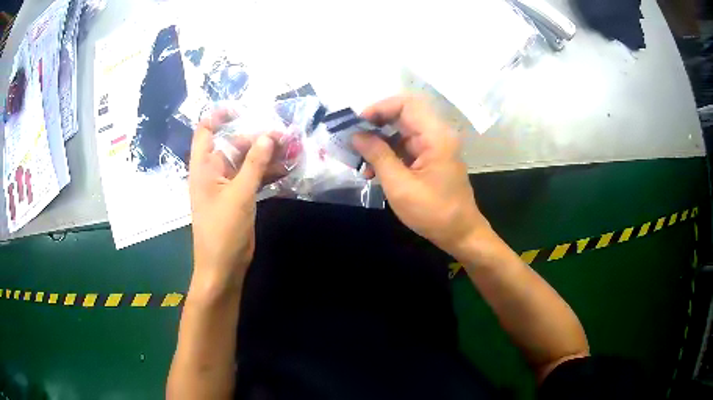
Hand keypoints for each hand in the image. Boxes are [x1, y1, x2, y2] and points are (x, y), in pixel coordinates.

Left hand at [188, 111, 274, 294]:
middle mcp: (213, 172)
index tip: (243, 110)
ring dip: (267, 156)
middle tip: (285, 138)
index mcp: (204, 167)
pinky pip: (253, 178)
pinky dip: (267, 174)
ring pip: (247, 162)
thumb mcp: (240, 194)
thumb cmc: (223, 231)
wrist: (223, 268)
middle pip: (234, 145)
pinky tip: (286, 170)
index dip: (220, 115)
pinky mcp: (239, 198)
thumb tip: (268, 136)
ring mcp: (227, 186)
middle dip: (258, 139)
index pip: (206, 131)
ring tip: (292, 151)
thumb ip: (254, 163)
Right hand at [353, 95, 491, 256]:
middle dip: (374, 125)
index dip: (379, 108)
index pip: (405, 104)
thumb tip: (356, 135)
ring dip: (379, 142)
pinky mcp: (430, 159)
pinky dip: (388, 154)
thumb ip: (377, 156)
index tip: (356, 124)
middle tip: (352, 139)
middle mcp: (436, 135)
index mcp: (435, 136)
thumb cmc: (433, 212)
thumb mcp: (399, 185)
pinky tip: (372, 171)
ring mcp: (434, 147)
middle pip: (402, 115)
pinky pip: (405, 147)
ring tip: (359, 160)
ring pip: (401, 132)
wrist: (460, 234)